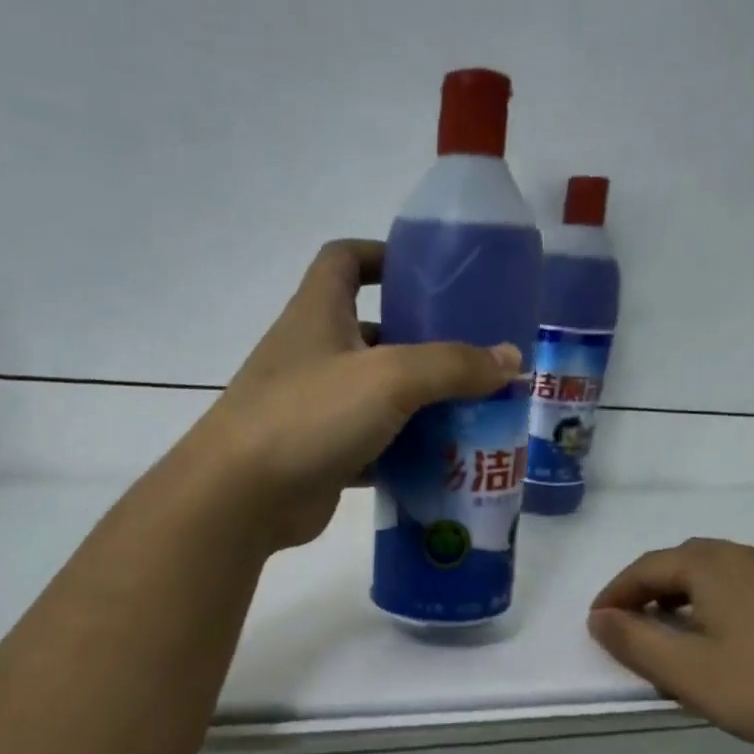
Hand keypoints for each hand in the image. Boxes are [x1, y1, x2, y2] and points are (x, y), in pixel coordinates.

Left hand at [191, 239, 520, 549]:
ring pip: (376, 395)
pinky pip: (373, 444)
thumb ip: (453, 365)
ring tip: (475, 409)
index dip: (383, 255)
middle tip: (474, 356)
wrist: (242, 497)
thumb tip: (510, 359)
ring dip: (420, 401)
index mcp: (318, 313)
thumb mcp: (390, 378)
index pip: (345, 260)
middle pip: (372, 331)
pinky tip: (445, 460)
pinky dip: (404, 450)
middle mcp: (314, 354)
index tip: (429, 274)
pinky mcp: (321, 455)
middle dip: (422, 340)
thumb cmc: (309, 416)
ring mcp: (314, 408)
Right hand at [587, 538, 753, 753]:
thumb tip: (600, 618)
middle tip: (630, 624)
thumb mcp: (682, 670)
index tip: (597, 622)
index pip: (647, 566)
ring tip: (672, 633)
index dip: (616, 592)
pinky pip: (746, 587)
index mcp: (715, 564)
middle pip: (683, 562)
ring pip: (717, 573)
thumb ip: (632, 640)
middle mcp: (750, 555)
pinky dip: (717, 603)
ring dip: (683, 596)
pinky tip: (723, 638)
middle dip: (649, 590)